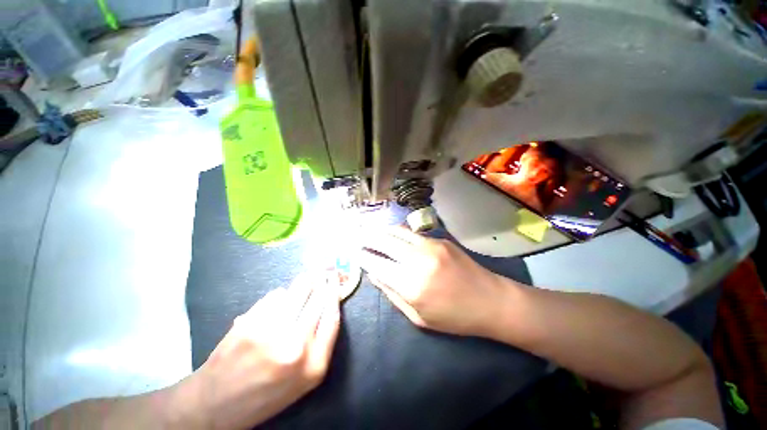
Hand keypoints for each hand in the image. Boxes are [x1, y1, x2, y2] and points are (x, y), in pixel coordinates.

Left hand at [173, 273, 339, 428]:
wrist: (215, 405)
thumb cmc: (267, 393)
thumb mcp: (303, 379)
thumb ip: (320, 344)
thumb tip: (327, 301)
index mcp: (313, 365)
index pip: (332, 316)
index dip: (335, 293)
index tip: (335, 279)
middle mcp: (296, 347)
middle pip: (317, 299)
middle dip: (321, 281)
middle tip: (322, 270)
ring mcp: (271, 333)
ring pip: (297, 291)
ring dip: (303, 282)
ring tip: (306, 276)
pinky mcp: (249, 324)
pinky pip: (274, 296)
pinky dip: (280, 294)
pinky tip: (279, 297)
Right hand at [358, 227, 513, 337]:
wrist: (490, 300)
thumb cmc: (453, 317)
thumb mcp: (418, 317)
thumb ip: (392, 293)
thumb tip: (374, 273)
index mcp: (411, 285)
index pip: (376, 264)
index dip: (362, 257)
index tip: (354, 253)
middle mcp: (417, 260)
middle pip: (383, 241)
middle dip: (366, 237)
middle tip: (356, 236)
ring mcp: (430, 246)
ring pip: (396, 231)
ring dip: (380, 230)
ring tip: (369, 230)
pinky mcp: (440, 240)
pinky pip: (411, 233)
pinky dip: (397, 232)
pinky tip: (392, 233)